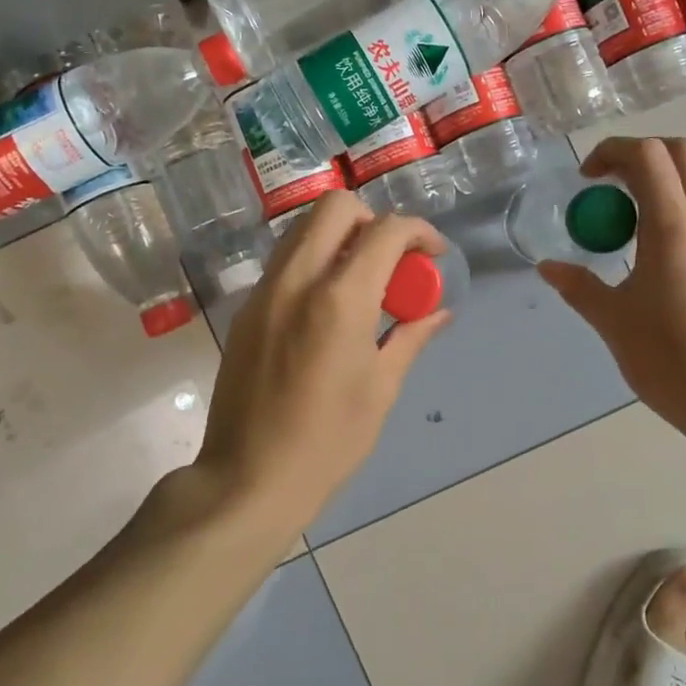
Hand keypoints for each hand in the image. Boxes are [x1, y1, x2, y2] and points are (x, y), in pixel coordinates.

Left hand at [197, 191, 451, 533]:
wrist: (248, 479)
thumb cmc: (328, 440)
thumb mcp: (381, 388)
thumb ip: (411, 336)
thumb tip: (439, 312)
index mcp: (340, 300)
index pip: (386, 231)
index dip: (419, 231)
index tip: (434, 255)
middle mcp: (297, 280)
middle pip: (335, 207)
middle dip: (373, 219)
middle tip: (392, 258)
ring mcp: (264, 291)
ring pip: (303, 229)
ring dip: (340, 236)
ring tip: (362, 278)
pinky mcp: (246, 309)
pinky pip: (285, 261)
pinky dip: (314, 261)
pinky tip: (328, 305)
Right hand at [537, 137, 685, 441]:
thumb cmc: (671, 360)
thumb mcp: (614, 322)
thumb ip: (580, 287)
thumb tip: (549, 267)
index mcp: (674, 229)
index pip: (649, 156)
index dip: (612, 151)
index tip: (587, 179)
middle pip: (682, 154)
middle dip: (640, 155)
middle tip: (608, 185)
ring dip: (660, 182)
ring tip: (625, 221)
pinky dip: (676, 208)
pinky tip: (651, 252)